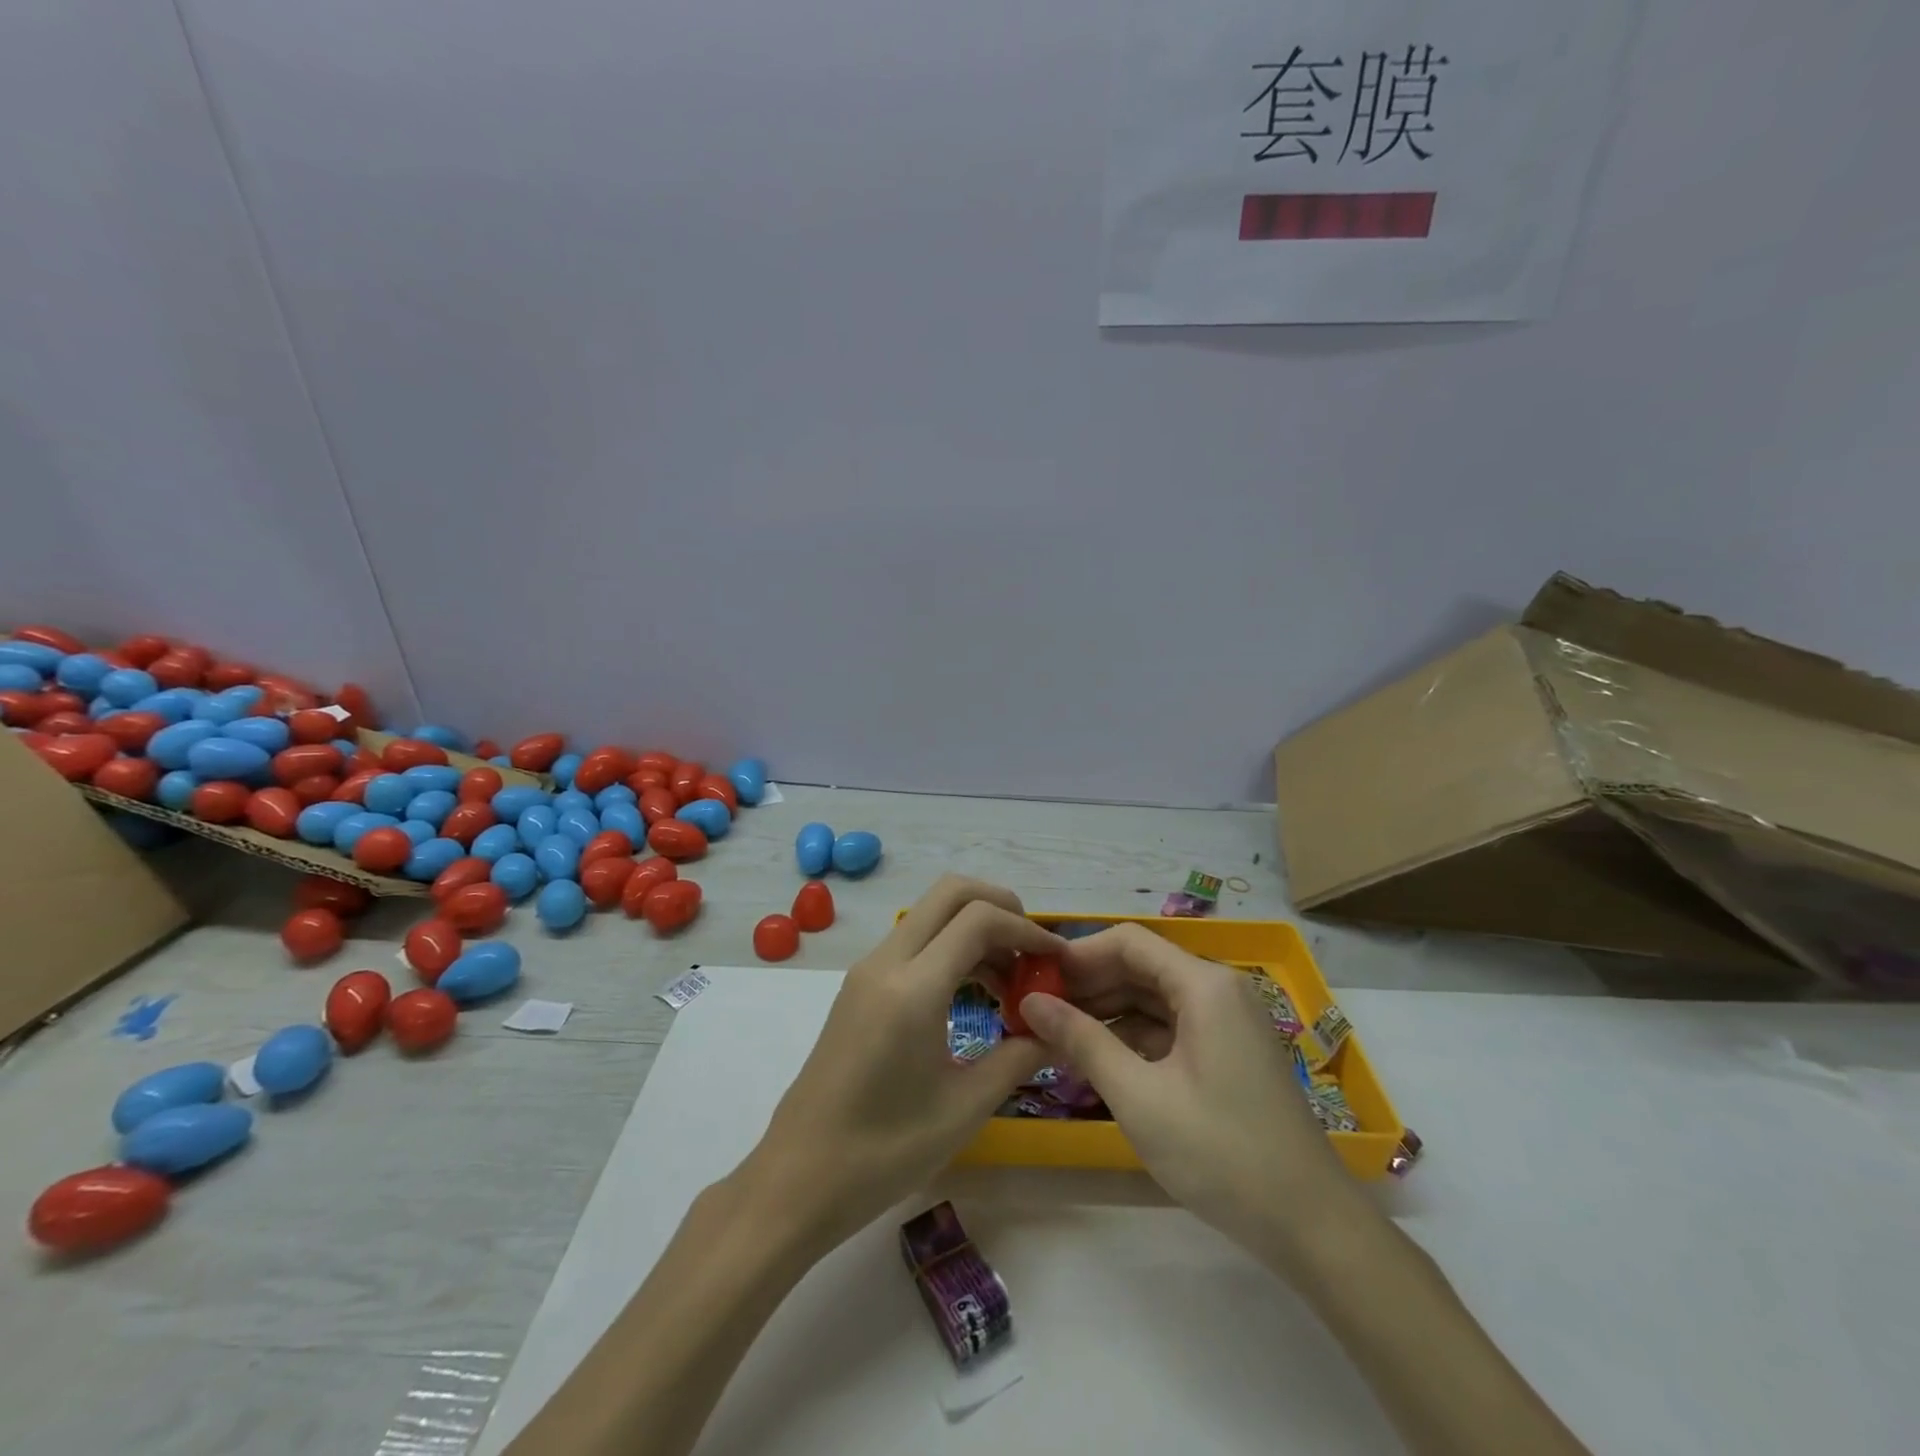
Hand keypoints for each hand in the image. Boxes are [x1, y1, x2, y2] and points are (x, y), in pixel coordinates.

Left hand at [734, 876, 1060, 1258]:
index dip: (1026, 929)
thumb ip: (1018, 1057)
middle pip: (950, 892)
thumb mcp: (964, 1108)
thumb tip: (1059, 1031)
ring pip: (931, 913)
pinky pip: (914, 941)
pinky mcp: (860, 986)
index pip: (978, 919)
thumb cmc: (883, 1152)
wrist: (797, 1178)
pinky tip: (974, 994)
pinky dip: (951, 947)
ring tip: (1011, 982)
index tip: (1057, 960)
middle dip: (1001, 906)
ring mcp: (868, 970)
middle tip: (1033, 951)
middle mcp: (886, 963)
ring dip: (976, 928)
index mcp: (912, 989)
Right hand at [1019, 924, 1366, 1274]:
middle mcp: (1219, 989)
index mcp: (1204, 985)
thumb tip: (1031, 1002)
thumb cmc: (1220, 1153)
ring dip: (1108, 1011)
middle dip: (1089, 985)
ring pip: (1154, 997)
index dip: (1078, 955)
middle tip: (1039, 1012)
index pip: (1128, 941)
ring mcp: (1228, 1021)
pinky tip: (1102, 1059)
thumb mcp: (1138, 1096)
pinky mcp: (1230, 1051)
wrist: (1310, 1226)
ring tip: (1060, 1036)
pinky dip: (1135, 1035)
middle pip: (1141, 966)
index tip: (1036, 980)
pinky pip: (1172, 1025)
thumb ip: (1082, 1041)